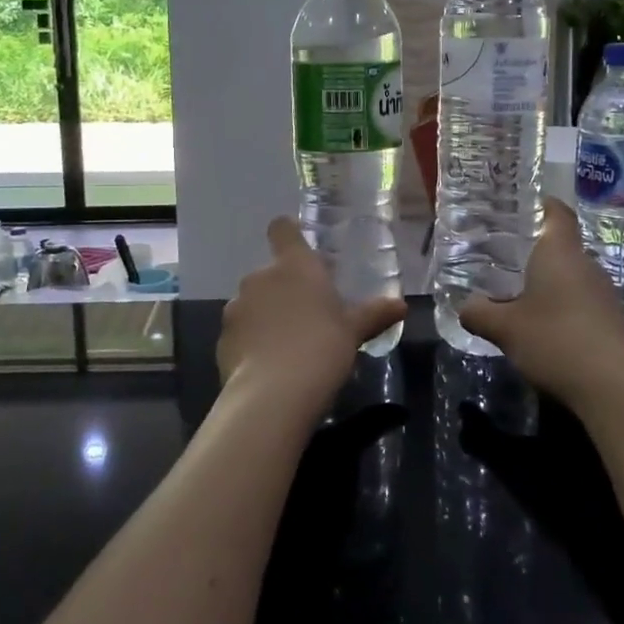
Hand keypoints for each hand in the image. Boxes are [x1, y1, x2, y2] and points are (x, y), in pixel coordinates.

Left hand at [216, 218, 406, 416]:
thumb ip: (374, 313)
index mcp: (294, 265)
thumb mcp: (354, 330)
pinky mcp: (222, 339)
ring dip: (267, 316)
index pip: (282, 229)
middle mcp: (260, 278)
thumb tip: (401, 305)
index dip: (288, 234)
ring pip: (253, 303)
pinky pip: (242, 332)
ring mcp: (236, 308)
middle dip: (285, 290)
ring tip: (288, 346)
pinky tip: (269, 367)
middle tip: (308, 315)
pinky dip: (253, 343)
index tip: (299, 249)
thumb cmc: (322, 347)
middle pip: (271, 273)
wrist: (274, 394)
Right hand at [459, 198, 623, 411]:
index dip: (541, 204)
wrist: (614, 388)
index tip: (520, 206)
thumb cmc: (555, 341)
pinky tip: (544, 326)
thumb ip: (479, 313)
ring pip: (571, 275)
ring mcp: (604, 293)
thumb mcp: (505, 329)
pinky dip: (562, 305)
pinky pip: (581, 300)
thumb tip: (465, 306)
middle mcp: (586, 265)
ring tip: (518, 293)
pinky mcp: (612, 320)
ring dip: (548, 281)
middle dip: (534, 250)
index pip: (557, 212)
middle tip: (503, 256)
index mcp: (560, 253)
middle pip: (561, 245)